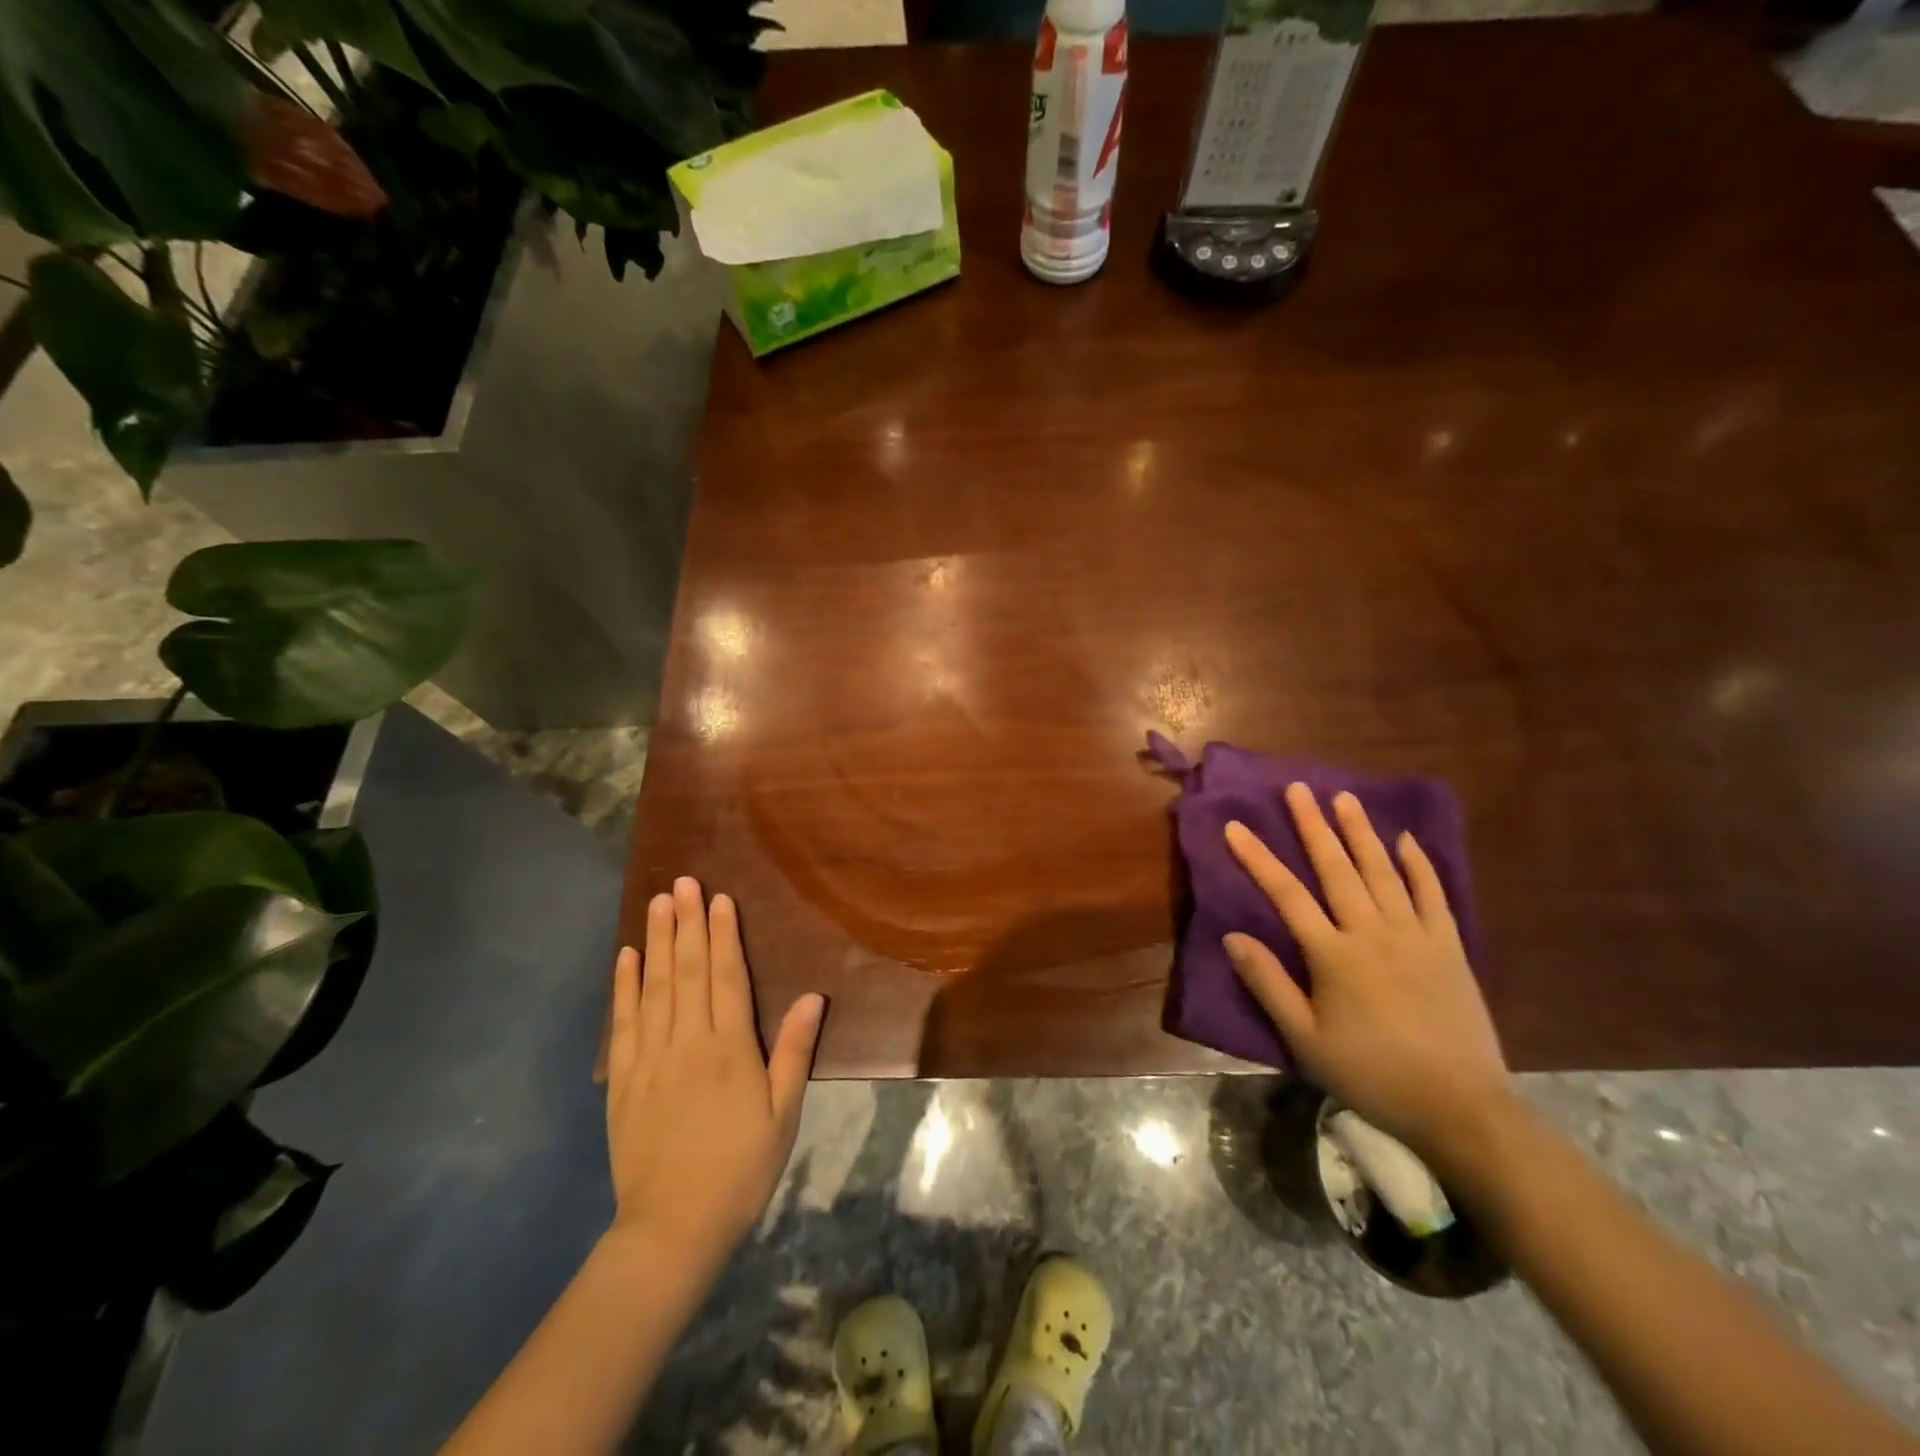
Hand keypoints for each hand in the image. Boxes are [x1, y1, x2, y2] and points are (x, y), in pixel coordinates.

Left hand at [604, 878, 824, 1265]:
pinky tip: (626, 957)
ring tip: (657, 903)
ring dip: (657, 942)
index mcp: (730, 1049)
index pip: (727, 977)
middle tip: (682, 882)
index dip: (724, 935)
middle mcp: (688, 1042)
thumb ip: (794, 1051)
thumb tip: (812, 996)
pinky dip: (624, 986)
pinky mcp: (624, 1079)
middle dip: (687, 923)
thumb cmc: (740, 1168)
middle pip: (688, 971)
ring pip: (655, 987)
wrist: (673, 1227)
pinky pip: (624, 1023)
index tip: (718, 899)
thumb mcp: (783, 1114)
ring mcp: (651, 1058)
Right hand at [1222, 785, 1510, 1163]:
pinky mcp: (1450, 948)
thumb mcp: (1306, 1039)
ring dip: (1361, 832)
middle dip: (1313, 826)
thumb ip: (1269, 984)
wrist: (1461, 1107)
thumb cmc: (1372, 1074)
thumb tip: (1233, 936)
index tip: (1236, 826)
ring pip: (1382, 871)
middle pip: (1337, 868)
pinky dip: (1420, 865)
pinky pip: (1433, 896)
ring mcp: (1416, 936)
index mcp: (1334, 955)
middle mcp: (1373, 932)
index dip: (1258, 858)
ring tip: (1344, 798)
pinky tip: (1407, 841)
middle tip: (1298, 789)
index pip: (1287, 894)